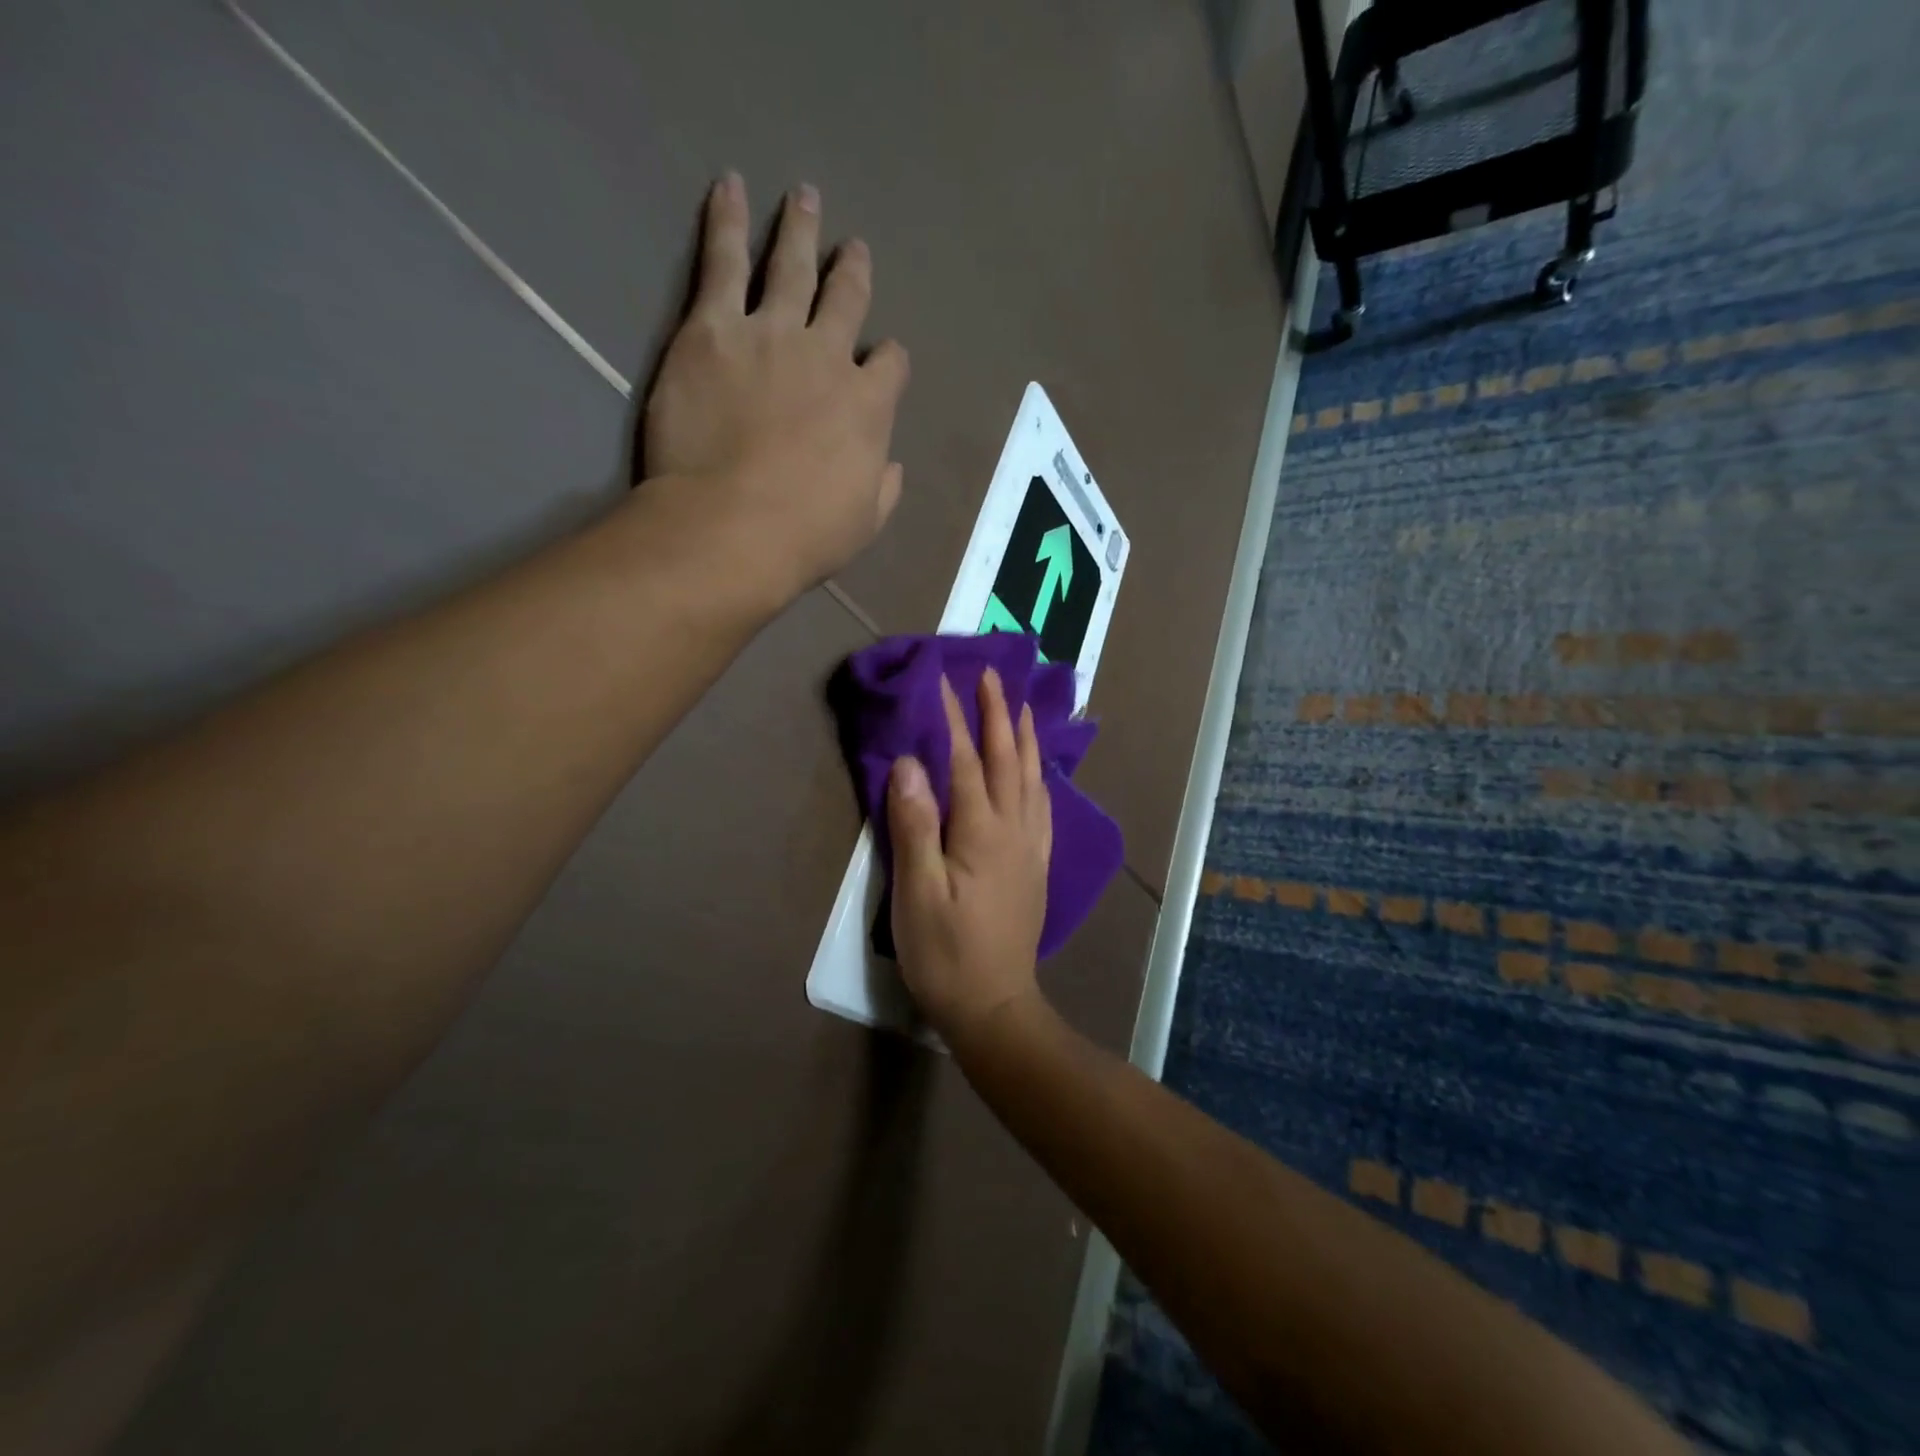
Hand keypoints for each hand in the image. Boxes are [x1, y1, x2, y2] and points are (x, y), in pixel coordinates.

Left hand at [640, 174, 909, 605]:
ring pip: (791, 267)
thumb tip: (890, 464)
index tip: (884, 357)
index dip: (888, 359)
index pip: (889, 365)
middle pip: (847, 300)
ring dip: (800, 231)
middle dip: (853, 272)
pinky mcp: (713, 329)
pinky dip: (727, 221)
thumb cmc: (804, 537)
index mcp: (868, 406)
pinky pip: (724, 261)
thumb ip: (882, 485)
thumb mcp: (865, 522)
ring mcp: (771, 335)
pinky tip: (730, 188)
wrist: (731, 528)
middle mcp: (827, 357)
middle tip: (854, 249)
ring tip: (804, 198)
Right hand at [886, 669, 1052, 1051]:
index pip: (965, 762)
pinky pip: (1043, 807)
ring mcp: (1031, 848)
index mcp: (982, 832)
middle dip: (998, 714)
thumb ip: (915, 827)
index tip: (943, 680)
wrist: (995, 1007)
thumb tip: (909, 765)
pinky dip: (1038, 777)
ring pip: (1032, 779)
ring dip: (1024, 738)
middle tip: (992, 675)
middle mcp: (1014, 830)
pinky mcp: (1037, 867)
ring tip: (1021, 708)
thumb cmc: (946, 954)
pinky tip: (1037, 773)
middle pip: (1007, 760)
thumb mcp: (918, 894)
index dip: (954, 720)